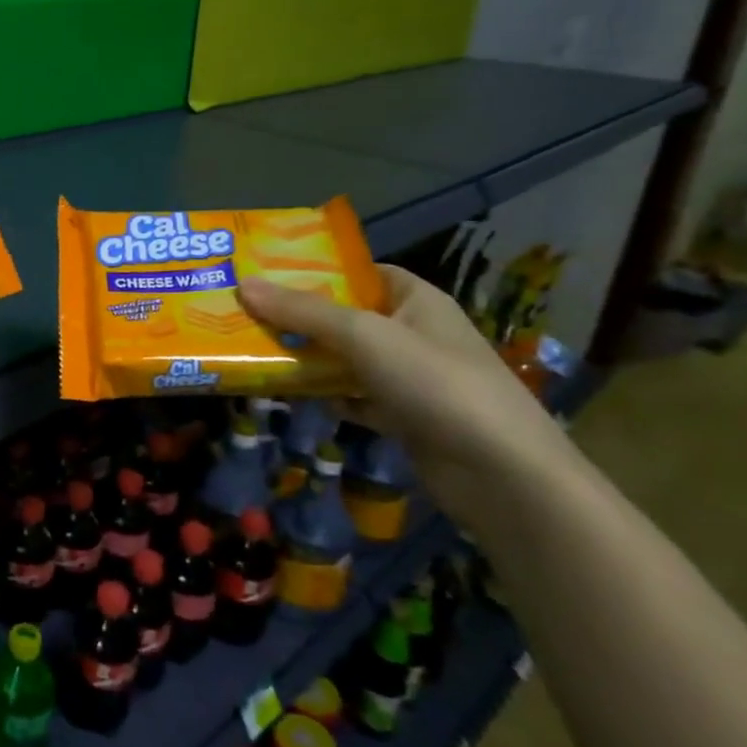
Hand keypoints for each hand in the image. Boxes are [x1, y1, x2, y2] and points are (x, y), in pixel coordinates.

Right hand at [238, 266, 566, 518]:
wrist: (503, 476)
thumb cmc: (435, 384)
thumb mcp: (364, 336)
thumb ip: (303, 311)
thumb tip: (243, 284)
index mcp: (416, 300)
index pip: (361, 273)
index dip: (317, 270)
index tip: (266, 273)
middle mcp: (414, 333)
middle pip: (347, 316)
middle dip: (300, 317)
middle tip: (245, 313)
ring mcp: (412, 378)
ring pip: (347, 359)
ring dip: (310, 359)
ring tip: (256, 352)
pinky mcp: (405, 418)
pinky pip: (356, 397)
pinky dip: (329, 397)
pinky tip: (296, 397)